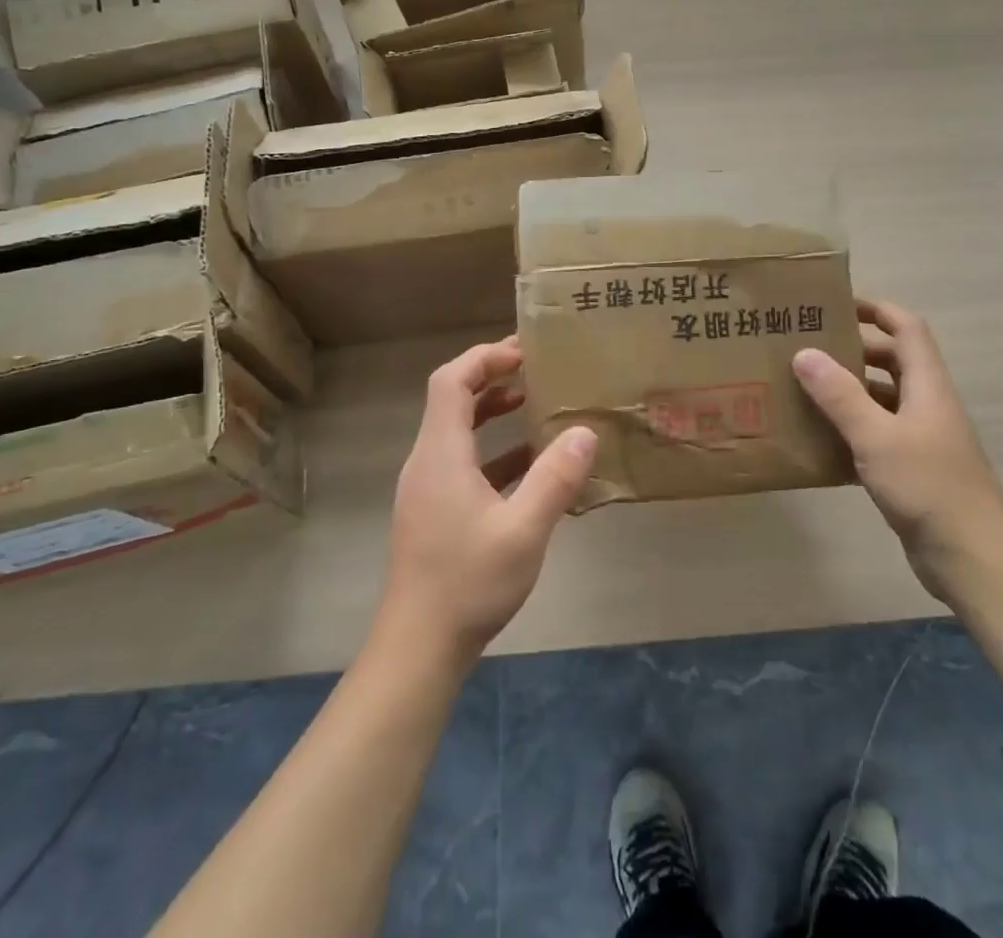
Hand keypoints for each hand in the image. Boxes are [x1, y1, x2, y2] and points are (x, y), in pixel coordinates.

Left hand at [379, 337, 596, 666]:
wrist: (418, 649)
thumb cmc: (467, 584)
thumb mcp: (523, 531)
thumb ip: (555, 479)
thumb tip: (584, 431)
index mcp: (440, 454)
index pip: (451, 381)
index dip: (485, 358)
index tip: (524, 351)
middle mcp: (428, 462)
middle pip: (452, 398)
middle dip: (492, 376)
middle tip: (536, 368)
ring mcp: (428, 488)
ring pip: (457, 430)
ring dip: (491, 410)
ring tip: (533, 401)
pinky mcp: (435, 511)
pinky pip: (463, 461)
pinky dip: (493, 449)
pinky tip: (529, 463)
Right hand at [792, 298, 1002, 599]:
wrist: (971, 556)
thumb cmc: (927, 486)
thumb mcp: (876, 437)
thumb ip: (840, 395)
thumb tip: (804, 353)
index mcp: (927, 385)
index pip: (906, 328)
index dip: (876, 309)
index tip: (837, 303)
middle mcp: (927, 403)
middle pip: (893, 360)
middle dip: (854, 349)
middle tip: (807, 346)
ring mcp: (923, 437)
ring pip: (883, 398)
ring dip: (850, 390)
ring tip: (804, 387)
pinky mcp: (914, 468)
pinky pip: (879, 433)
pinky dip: (853, 427)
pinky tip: (820, 437)